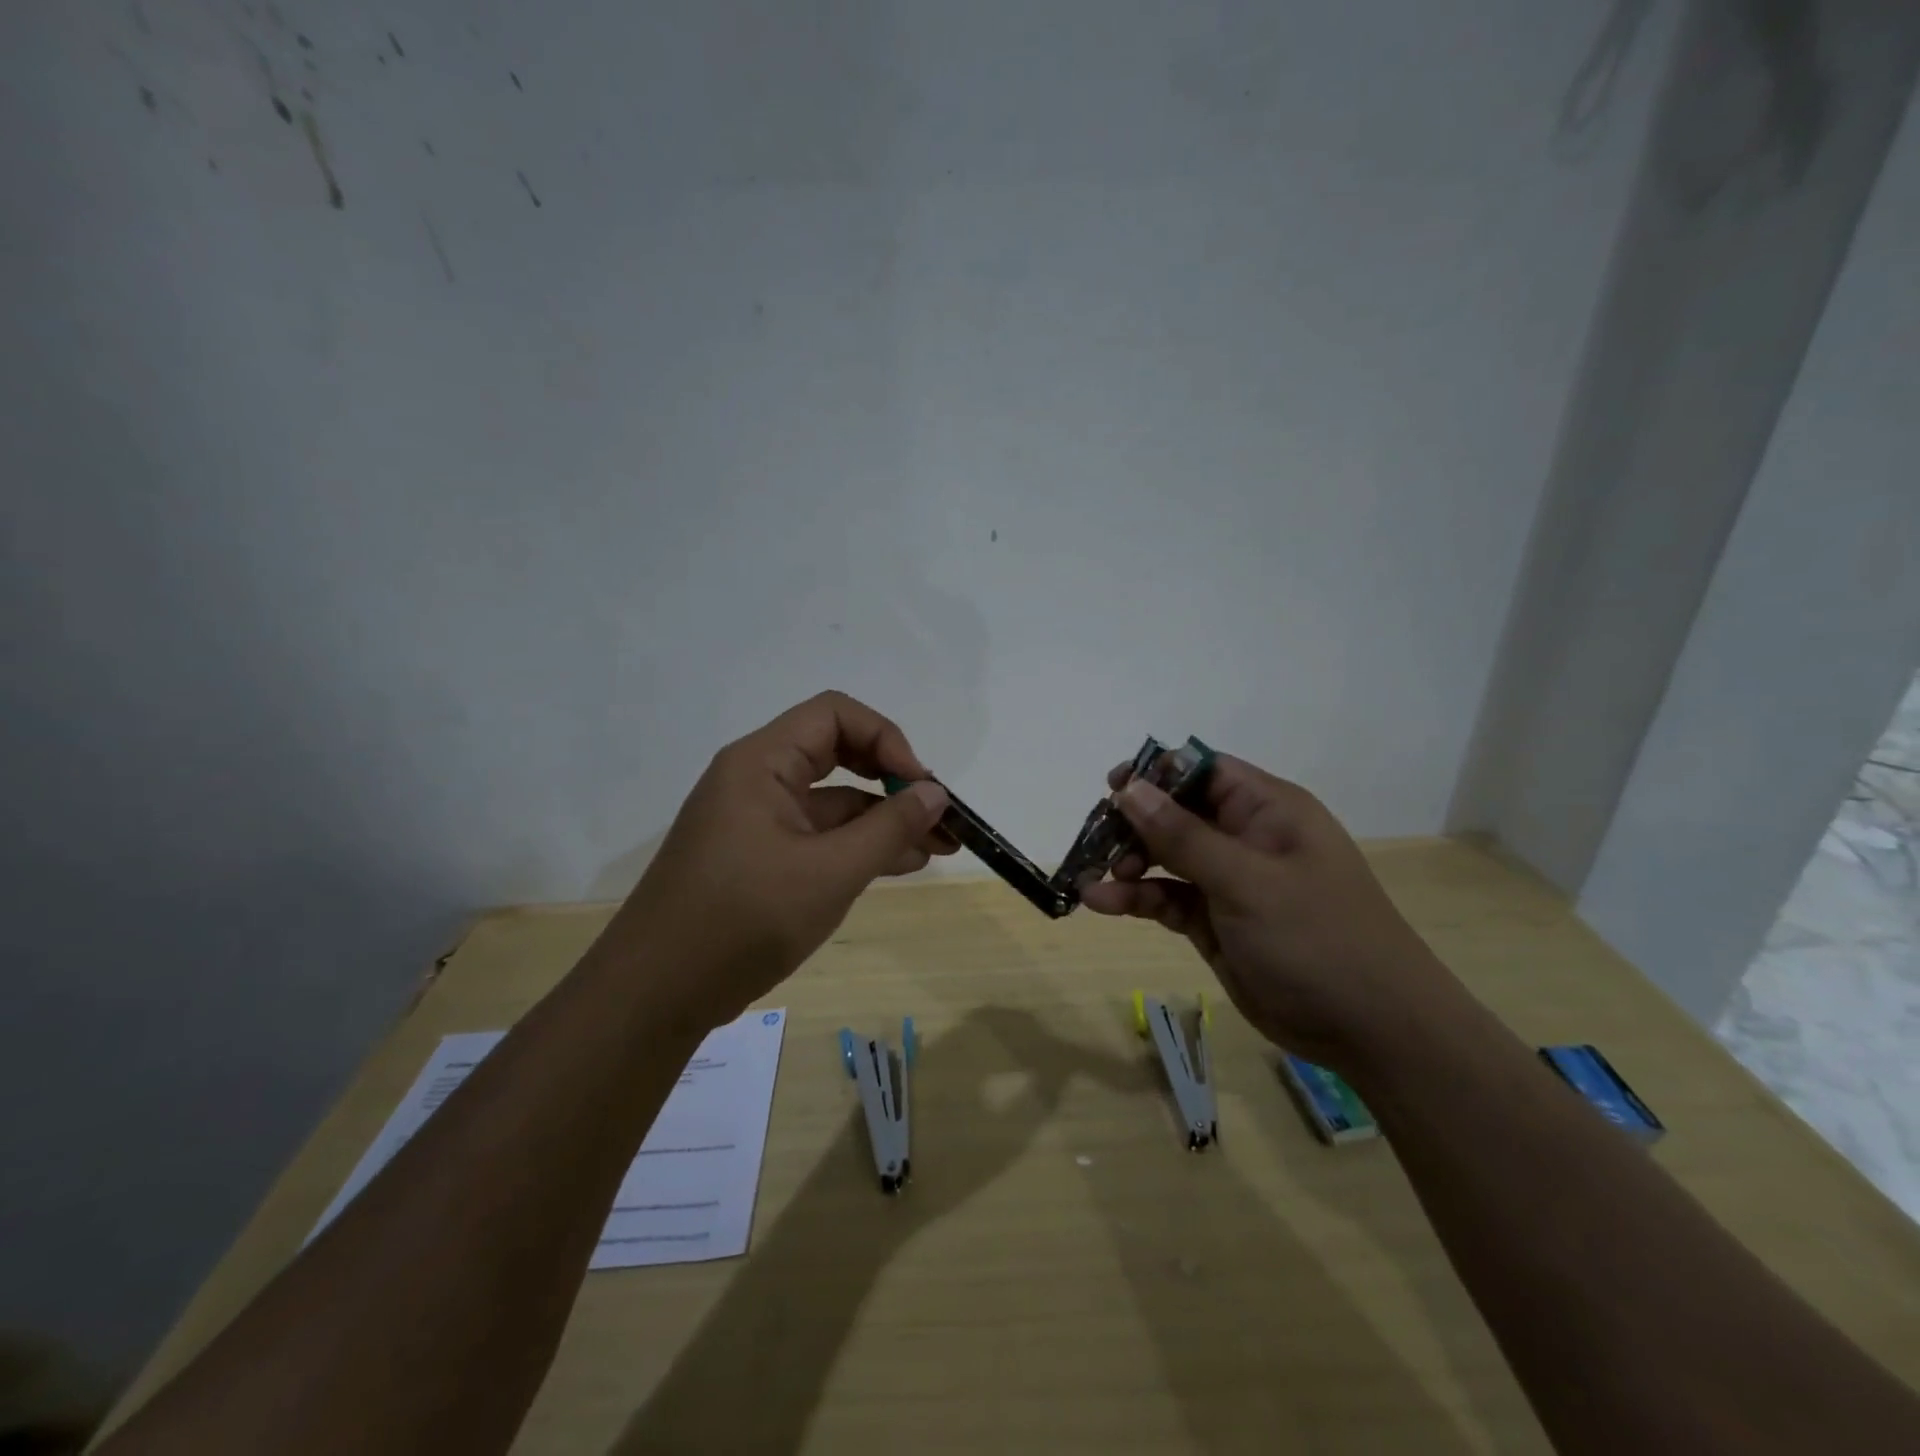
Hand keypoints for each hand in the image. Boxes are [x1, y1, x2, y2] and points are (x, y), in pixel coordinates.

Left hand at [607, 692, 951, 1028]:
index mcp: (761, 762)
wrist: (657, 993)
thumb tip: (936, 794)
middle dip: (893, 780)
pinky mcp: (761, 858)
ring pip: (833, 802)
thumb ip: (889, 828)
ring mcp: (758, 821)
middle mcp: (758, 780)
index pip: (835, 716)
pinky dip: (859, 846)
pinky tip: (902, 864)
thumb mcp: (830, 873)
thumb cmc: (744, 919)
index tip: (919, 785)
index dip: (886, 738)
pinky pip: (819, 837)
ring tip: (939, 846)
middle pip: (837, 754)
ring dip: (884, 819)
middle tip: (939, 813)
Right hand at [1078, 754, 1465, 1070]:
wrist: (1370, 1029)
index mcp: (1266, 809)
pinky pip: (1167, 898)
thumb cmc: (1315, 937)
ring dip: (1127, 864)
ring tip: (1092, 879)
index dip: (1156, 773)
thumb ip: (1183, 835)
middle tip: (1097, 842)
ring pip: (1166, 857)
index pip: (1202, 770)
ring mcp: (1230, 882)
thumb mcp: (1246, 880)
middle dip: (1133, 824)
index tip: (1113, 788)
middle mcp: (1246, 837)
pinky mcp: (1215, 922)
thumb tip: (1129, 788)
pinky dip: (1136, 899)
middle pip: (1176, 813)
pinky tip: (1102, 904)